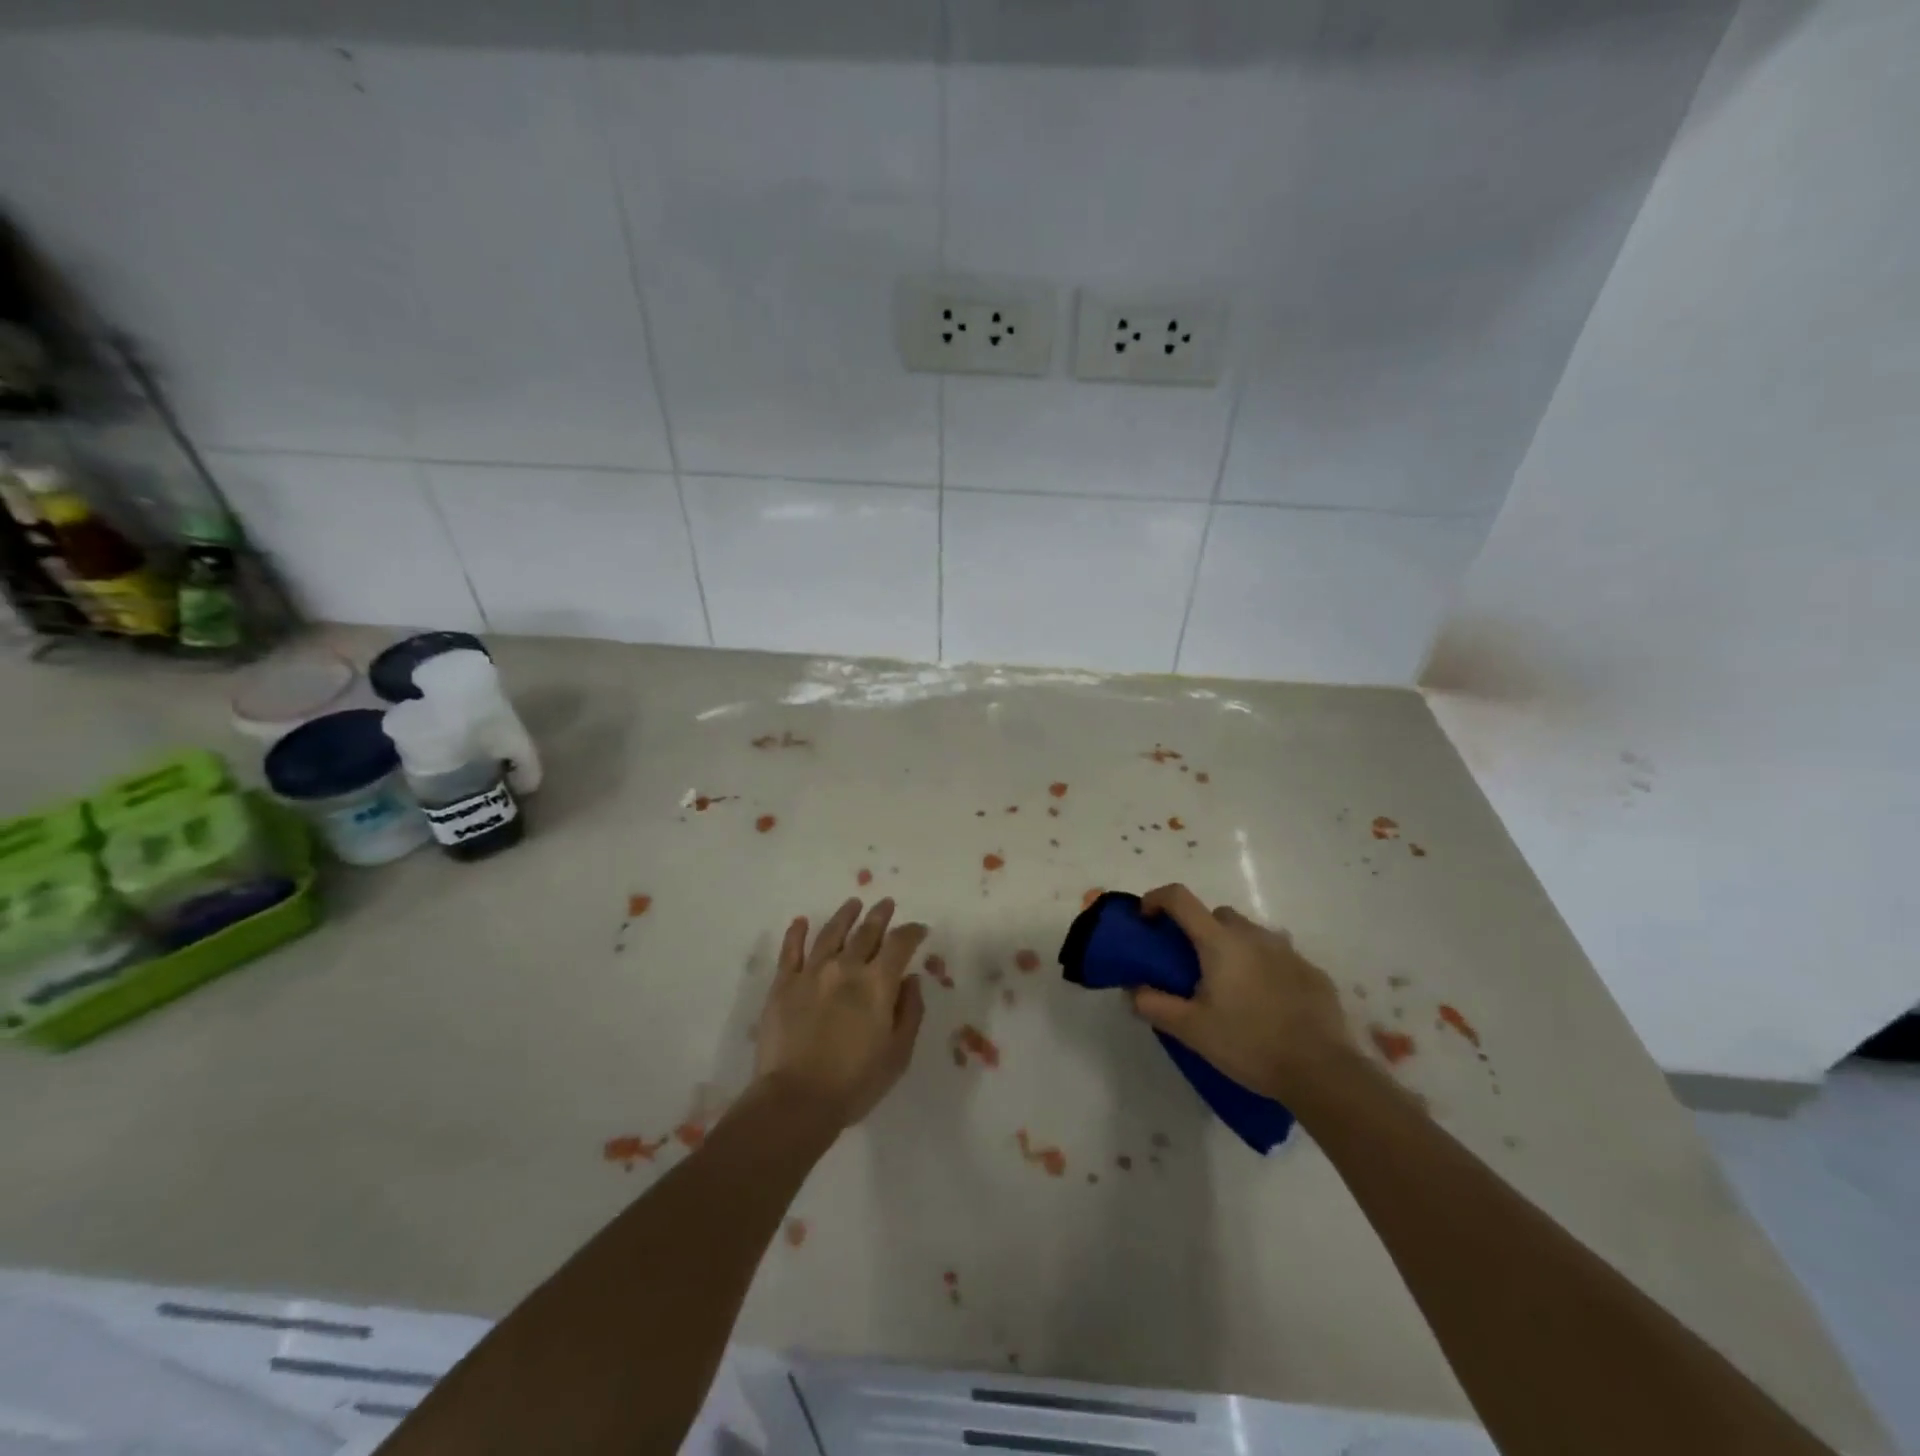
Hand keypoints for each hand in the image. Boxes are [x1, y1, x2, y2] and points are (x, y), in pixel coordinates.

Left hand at [753, 898, 927, 1128]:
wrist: (796, 1100)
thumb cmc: (855, 1083)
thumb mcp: (898, 1054)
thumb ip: (910, 1012)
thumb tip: (911, 980)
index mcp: (878, 983)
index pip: (900, 944)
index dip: (912, 932)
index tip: (919, 929)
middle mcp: (846, 967)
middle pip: (866, 931)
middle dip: (880, 915)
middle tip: (887, 903)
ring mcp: (811, 972)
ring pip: (831, 933)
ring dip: (845, 916)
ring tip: (853, 904)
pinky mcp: (783, 984)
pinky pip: (791, 950)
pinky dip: (797, 933)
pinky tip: (801, 922)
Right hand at [1132, 883, 1353, 1101]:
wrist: (1322, 1072)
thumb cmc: (1249, 1044)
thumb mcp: (1191, 1030)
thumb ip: (1154, 1005)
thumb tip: (1134, 990)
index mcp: (1219, 942)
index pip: (1179, 898)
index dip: (1156, 899)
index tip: (1146, 920)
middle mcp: (1253, 935)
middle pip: (1217, 915)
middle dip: (1199, 930)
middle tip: (1192, 967)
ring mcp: (1287, 951)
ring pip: (1250, 934)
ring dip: (1234, 948)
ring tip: (1232, 988)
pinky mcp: (1312, 971)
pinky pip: (1278, 957)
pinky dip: (1264, 968)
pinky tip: (1267, 1003)